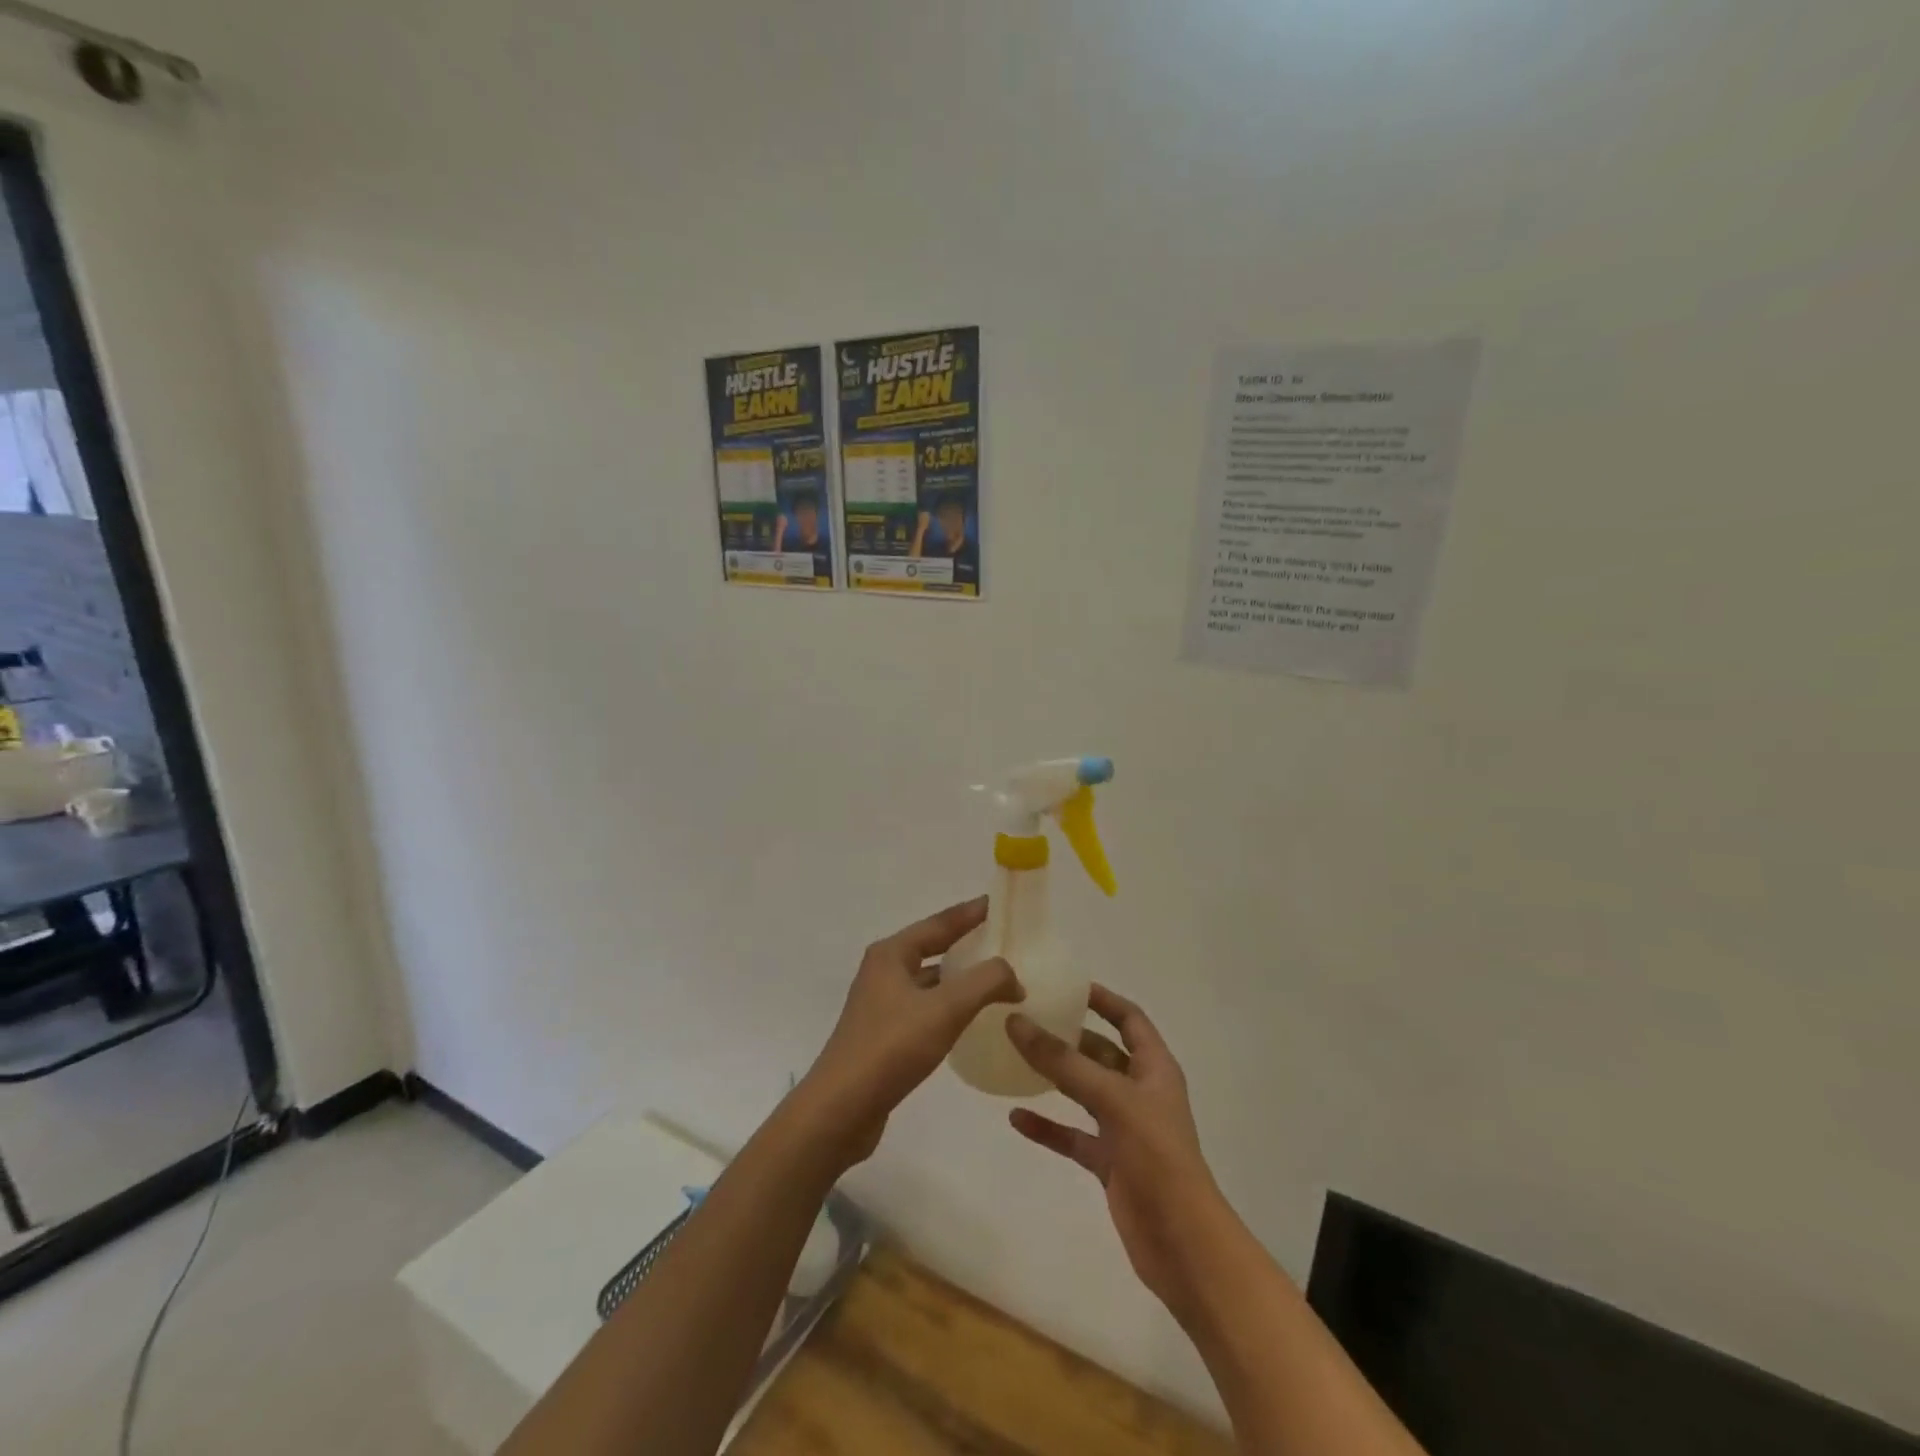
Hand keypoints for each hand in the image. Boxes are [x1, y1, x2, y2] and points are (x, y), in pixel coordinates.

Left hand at [796, 897, 1020, 1166]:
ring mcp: (881, 1004)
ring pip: (929, 980)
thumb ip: (985, 982)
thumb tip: (1012, 975)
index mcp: (892, 954)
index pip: (940, 923)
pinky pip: (925, 1007)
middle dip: (966, 942)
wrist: (841, 1108)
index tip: (998, 903)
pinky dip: (949, 1005)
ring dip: (959, 977)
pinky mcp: (884, 1034)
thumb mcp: (945, 1009)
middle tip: (1003, 939)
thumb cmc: (891, 1047)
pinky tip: (970, 1018)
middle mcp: (883, 971)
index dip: (970, 913)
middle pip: (932, 947)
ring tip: (995, 978)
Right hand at [1005, 985, 1226, 1315]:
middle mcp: (1140, 1092)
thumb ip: (1063, 1063)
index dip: (1102, 999)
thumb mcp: (1111, 1099)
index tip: (1066, 985)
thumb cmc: (1157, 1158)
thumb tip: (1016, 1021)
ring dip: (1055, 1078)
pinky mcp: (1110, 1163)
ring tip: (1015, 1057)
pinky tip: (1016, 1118)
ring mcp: (1125, 1129)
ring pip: (1084, 1092)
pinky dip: (1048, 1126)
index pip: (1129, 1018)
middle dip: (1069, 1036)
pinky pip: (1073, 1136)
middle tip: (1028, 1018)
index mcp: (1154, 1069)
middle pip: (1101, 1052)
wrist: (1183, 1245)